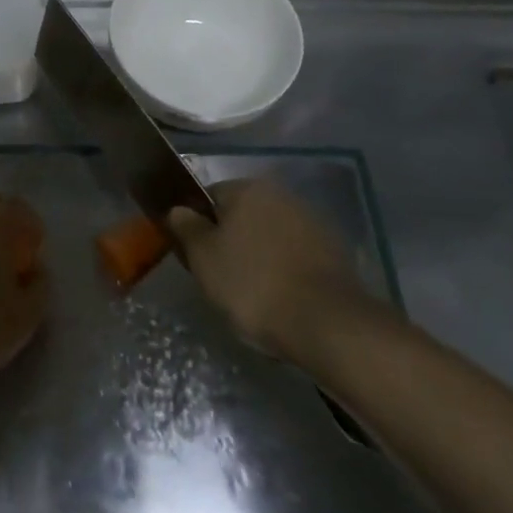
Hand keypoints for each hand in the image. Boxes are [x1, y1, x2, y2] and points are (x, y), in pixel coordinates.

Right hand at [167, 178, 385, 362]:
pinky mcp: (334, 252)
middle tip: (220, 279)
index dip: (197, 226)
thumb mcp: (203, 257)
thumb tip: (178, 209)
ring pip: (270, 236)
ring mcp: (312, 222)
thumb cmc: (252, 284)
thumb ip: (186, 226)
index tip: (195, 257)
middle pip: (242, 216)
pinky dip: (285, 270)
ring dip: (259, 256)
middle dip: (230, 241)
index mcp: (248, 189)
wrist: (325, 323)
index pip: (209, 197)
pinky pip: (295, 256)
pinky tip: (281, 299)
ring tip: (252, 295)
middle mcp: (282, 195)